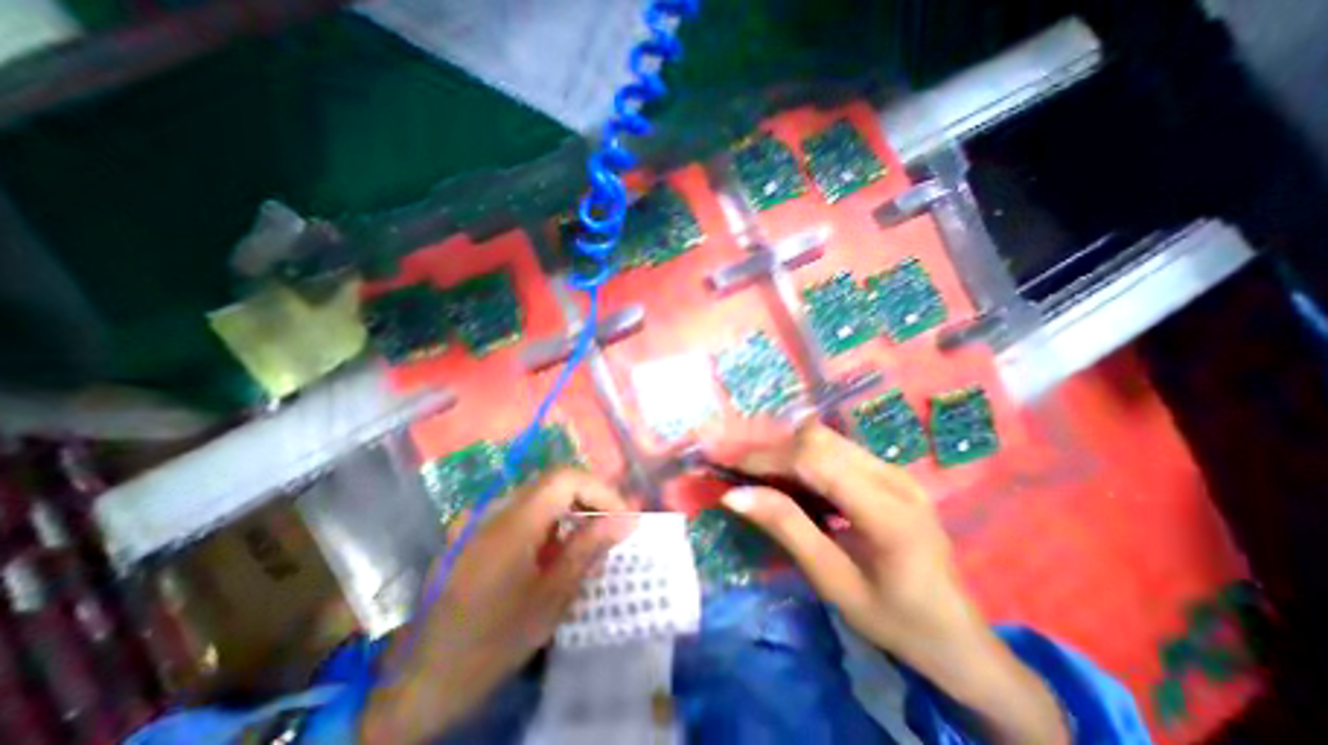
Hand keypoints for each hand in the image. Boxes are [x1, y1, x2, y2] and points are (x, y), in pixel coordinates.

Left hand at [361, 472, 632, 744]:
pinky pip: (525, 511)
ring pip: (542, 495)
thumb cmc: (492, 642)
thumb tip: (627, 520)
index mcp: (513, 523)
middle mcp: (496, 509)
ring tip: (590, 541)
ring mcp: (484, 519)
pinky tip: (557, 552)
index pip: (566, 478)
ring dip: (572, 509)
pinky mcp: (479, 531)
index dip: (601, 490)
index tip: (622, 518)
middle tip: (613, 527)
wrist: (422, 680)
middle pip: (555, 482)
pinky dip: (551, 522)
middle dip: (590, 498)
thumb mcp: (551, 599)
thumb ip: (589, 550)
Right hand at [710, 423, 1065, 742]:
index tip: (729, 467)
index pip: (815, 460)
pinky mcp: (890, 473)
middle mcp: (894, 477)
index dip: (767, 458)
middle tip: (743, 474)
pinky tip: (794, 482)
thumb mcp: (834, 583)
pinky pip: (837, 450)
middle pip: (820, 439)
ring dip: (788, 451)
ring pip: (826, 439)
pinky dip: (805, 457)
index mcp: (888, 512)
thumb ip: (787, 530)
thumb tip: (735, 495)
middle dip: (774, 450)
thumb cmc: (896, 621)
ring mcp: (895, 471)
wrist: (958, 636)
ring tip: (763, 477)